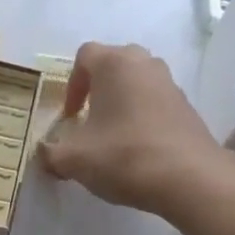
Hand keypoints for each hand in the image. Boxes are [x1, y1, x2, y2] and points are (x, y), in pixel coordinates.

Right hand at [38, 42, 234, 217]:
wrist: (189, 179)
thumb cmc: (124, 156)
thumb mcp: (74, 159)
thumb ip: (52, 153)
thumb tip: (45, 154)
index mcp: (114, 64)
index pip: (85, 55)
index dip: (71, 85)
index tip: (70, 116)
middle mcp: (145, 64)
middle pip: (114, 64)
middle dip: (98, 88)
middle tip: (89, 118)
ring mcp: (170, 84)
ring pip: (137, 83)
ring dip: (122, 102)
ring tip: (113, 135)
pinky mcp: (188, 108)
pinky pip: (156, 103)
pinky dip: (143, 117)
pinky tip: (138, 148)